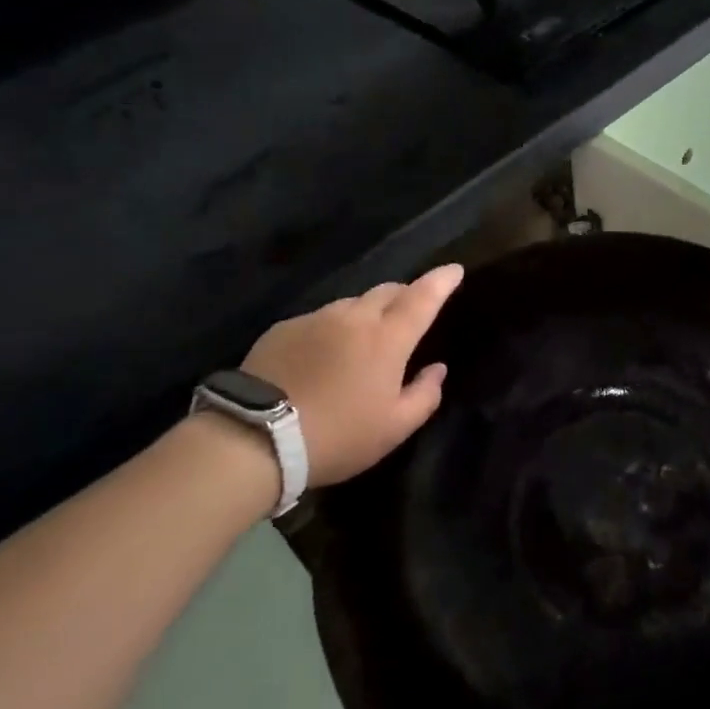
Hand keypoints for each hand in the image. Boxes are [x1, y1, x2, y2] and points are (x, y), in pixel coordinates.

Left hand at [240, 264, 464, 487]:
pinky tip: (323, 356)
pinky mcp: (284, 328)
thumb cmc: (338, 436)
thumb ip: (425, 395)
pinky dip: (332, 329)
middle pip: (387, 292)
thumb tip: (437, 369)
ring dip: (366, 314)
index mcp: (388, 338)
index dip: (442, 281)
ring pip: (352, 304)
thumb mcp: (394, 428)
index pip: (423, 297)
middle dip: (404, 296)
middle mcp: (354, 317)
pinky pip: (319, 319)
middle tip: (408, 315)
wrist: (255, 439)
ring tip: (362, 342)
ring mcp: (315, 319)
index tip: (454, 269)